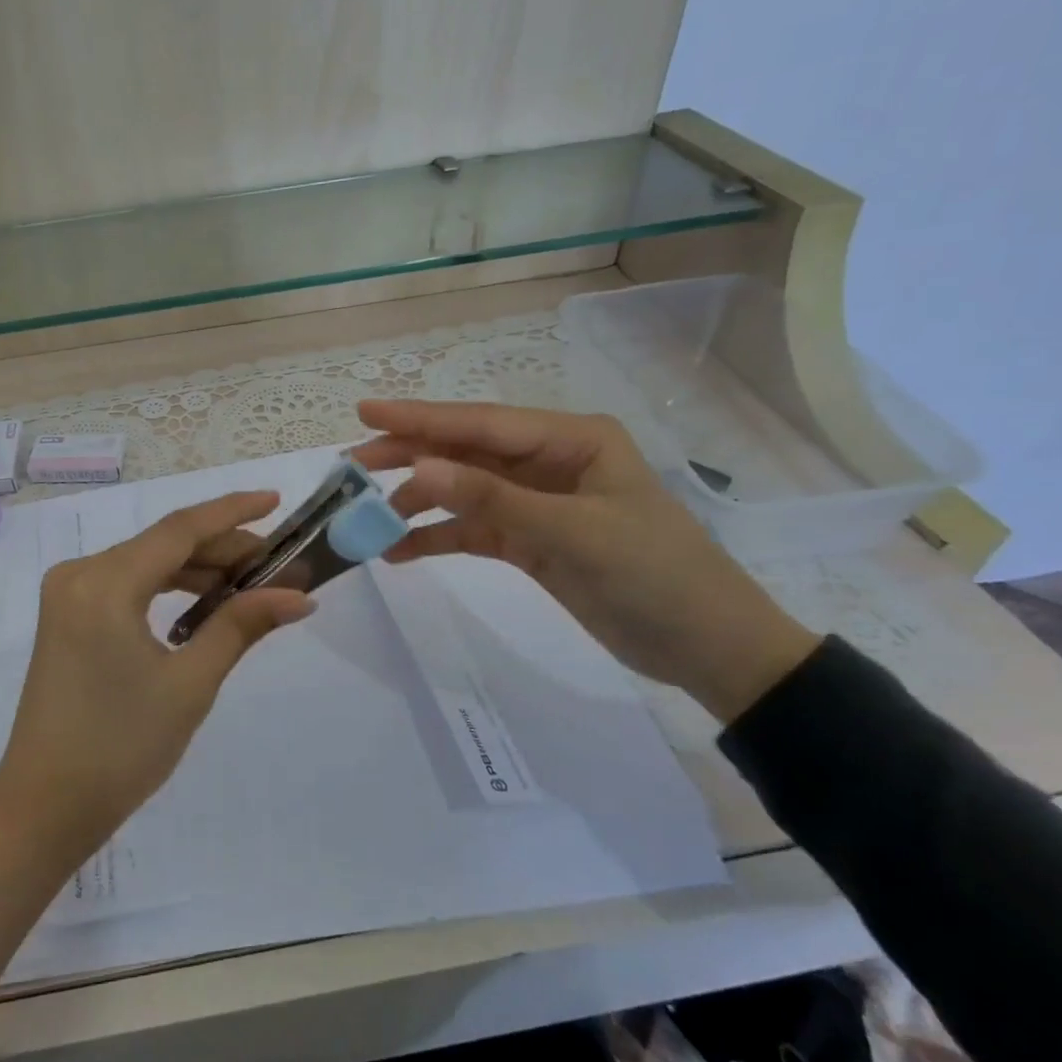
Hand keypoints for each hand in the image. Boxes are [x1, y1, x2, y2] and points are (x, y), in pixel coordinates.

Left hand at [0, 490, 313, 863]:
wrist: (45, 807)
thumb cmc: (121, 748)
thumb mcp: (190, 683)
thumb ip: (242, 626)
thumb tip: (299, 596)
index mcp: (105, 582)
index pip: (180, 529)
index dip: (232, 512)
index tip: (276, 500)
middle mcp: (80, 574)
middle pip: (164, 544)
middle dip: (223, 549)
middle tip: (279, 564)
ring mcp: (69, 594)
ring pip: (147, 563)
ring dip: (198, 570)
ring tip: (252, 584)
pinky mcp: (68, 616)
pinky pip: (127, 584)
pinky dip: (167, 588)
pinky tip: (205, 603)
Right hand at [353, 400, 818, 722]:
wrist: (708, 648)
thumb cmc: (656, 576)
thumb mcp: (573, 533)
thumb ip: (493, 499)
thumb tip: (419, 468)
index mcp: (571, 440)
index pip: (482, 423)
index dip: (420, 418)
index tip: (365, 412)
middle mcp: (549, 462)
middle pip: (466, 451)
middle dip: (410, 455)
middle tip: (352, 464)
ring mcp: (537, 502)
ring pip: (463, 490)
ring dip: (419, 502)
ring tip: (370, 519)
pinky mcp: (530, 540)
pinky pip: (473, 530)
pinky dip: (438, 538)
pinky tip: (400, 552)